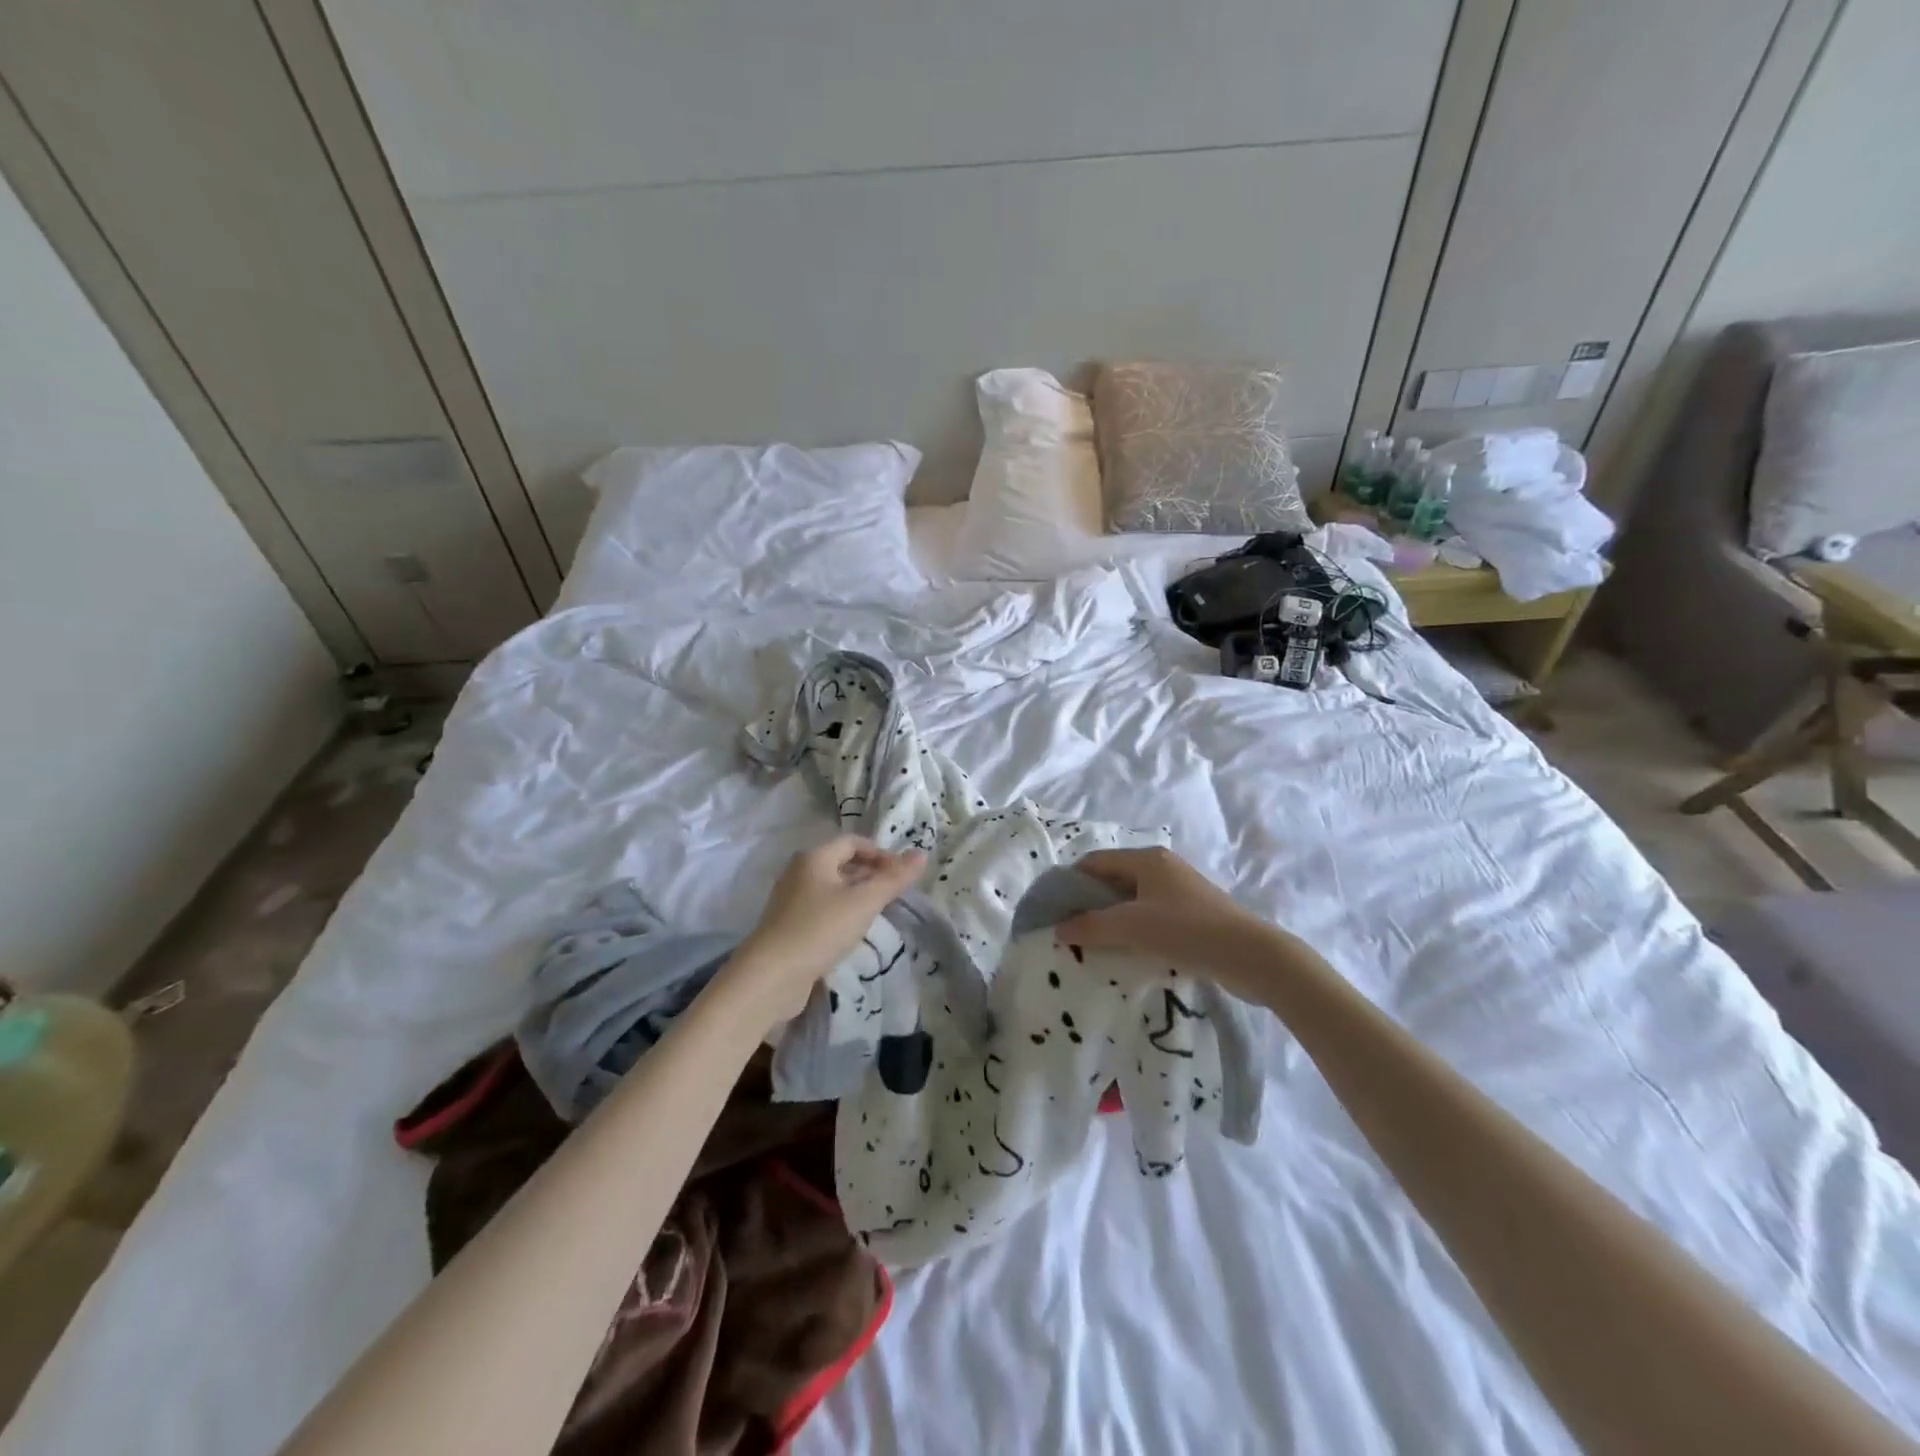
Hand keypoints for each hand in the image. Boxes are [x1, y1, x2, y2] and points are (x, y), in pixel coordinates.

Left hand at [726, 836, 926, 1026]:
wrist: (771, 976)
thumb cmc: (820, 929)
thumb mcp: (864, 902)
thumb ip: (894, 879)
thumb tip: (922, 854)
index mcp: (814, 857)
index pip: (853, 842)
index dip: (881, 853)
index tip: (902, 874)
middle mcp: (799, 872)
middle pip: (841, 863)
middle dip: (871, 874)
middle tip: (895, 894)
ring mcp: (791, 899)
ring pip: (832, 888)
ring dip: (857, 895)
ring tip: (880, 912)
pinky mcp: (789, 925)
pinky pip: (822, 909)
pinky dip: (842, 913)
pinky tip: (854, 932)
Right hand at [1054, 847, 1270, 991]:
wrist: (1251, 956)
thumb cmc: (1186, 930)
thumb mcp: (1132, 927)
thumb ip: (1091, 926)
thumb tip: (1059, 929)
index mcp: (1146, 859)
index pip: (1095, 862)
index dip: (1070, 883)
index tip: (1052, 909)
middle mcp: (1162, 868)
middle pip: (1113, 880)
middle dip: (1089, 904)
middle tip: (1069, 931)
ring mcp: (1180, 892)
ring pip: (1132, 901)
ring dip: (1112, 920)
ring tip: (1093, 945)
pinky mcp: (1193, 916)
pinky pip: (1151, 917)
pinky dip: (1134, 930)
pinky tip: (1127, 952)